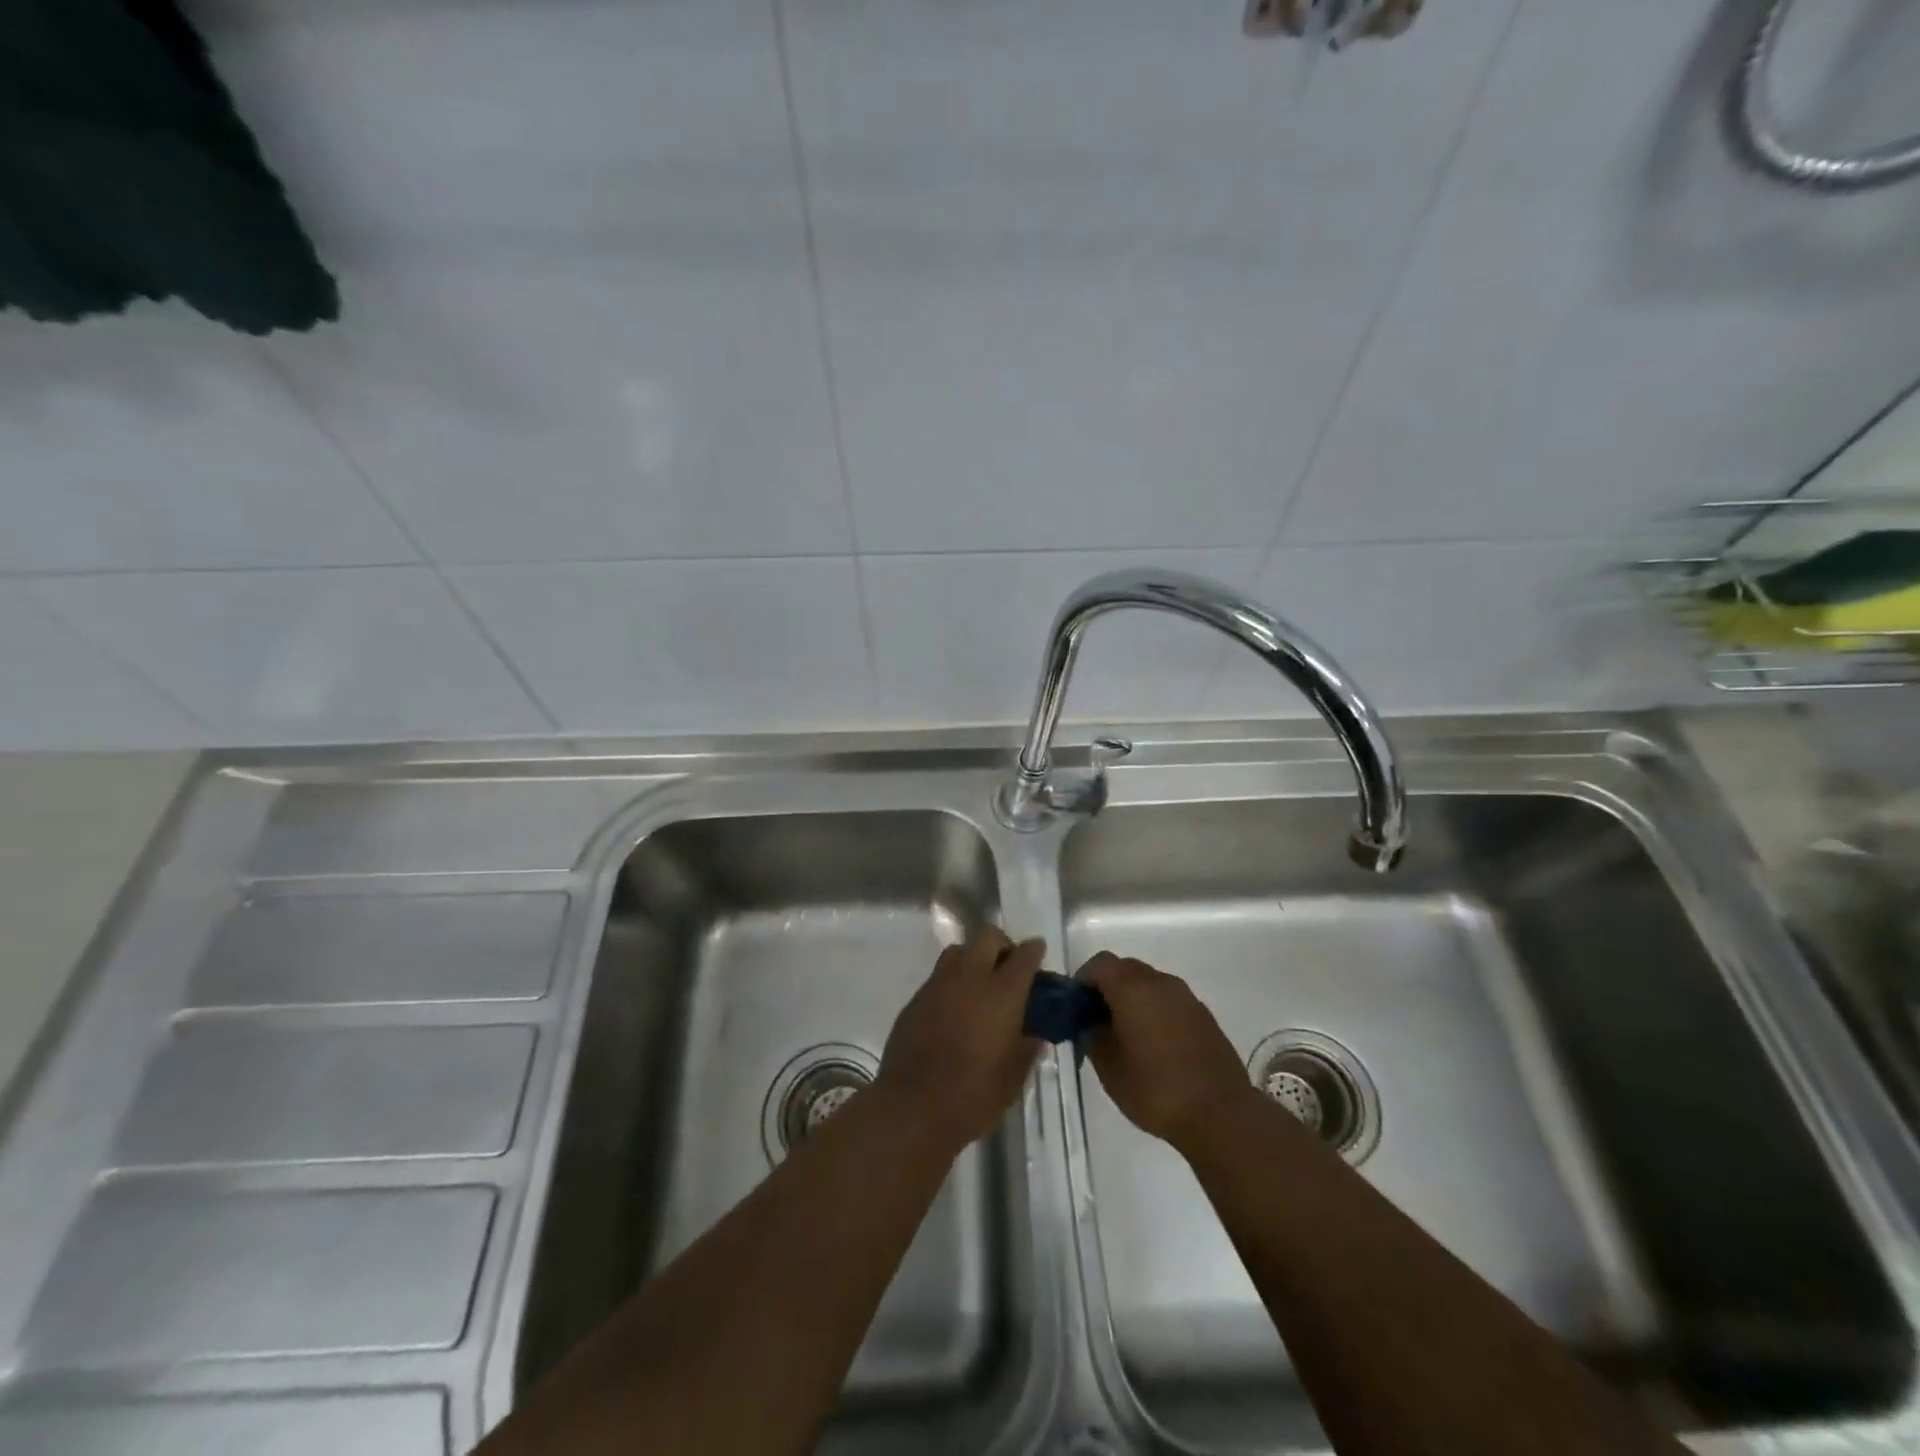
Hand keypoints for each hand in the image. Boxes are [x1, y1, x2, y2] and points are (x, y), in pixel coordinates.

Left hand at [876, 928, 1044, 1155]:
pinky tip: (953, 1010)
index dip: (1034, 950)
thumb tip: (1033, 1034)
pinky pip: (938, 977)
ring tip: (978, 986)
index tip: (1038, 953)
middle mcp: (970, 977)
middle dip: (1002, 945)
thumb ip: (1027, 1048)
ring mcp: (938, 984)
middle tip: (1007, 968)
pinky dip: (951, 983)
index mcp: (1002, 993)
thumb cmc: (974, 1095)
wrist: (913, 1106)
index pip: (1024, 955)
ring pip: (958, 950)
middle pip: (987, 936)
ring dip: (973, 959)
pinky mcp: (915, 999)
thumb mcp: (1014, 1078)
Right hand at [1080, 952, 1256, 1150]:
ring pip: (1149, 983)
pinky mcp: (1203, 1015)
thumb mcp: (1109, 1068)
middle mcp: (1160, 982)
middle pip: (1125, 968)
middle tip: (1097, 1020)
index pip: (1100, 964)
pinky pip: (1169, 1000)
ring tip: (1125, 1034)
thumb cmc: (1156, 1088)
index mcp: (1132, 988)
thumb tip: (1089, 1023)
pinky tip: (1154, 1044)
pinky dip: (1155, 1010)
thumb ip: (1092, 1036)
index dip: (1083, 980)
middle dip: (1107, 987)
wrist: (1220, 1113)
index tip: (1076, 1006)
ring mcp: (1186, 997)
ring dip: (1133, 998)